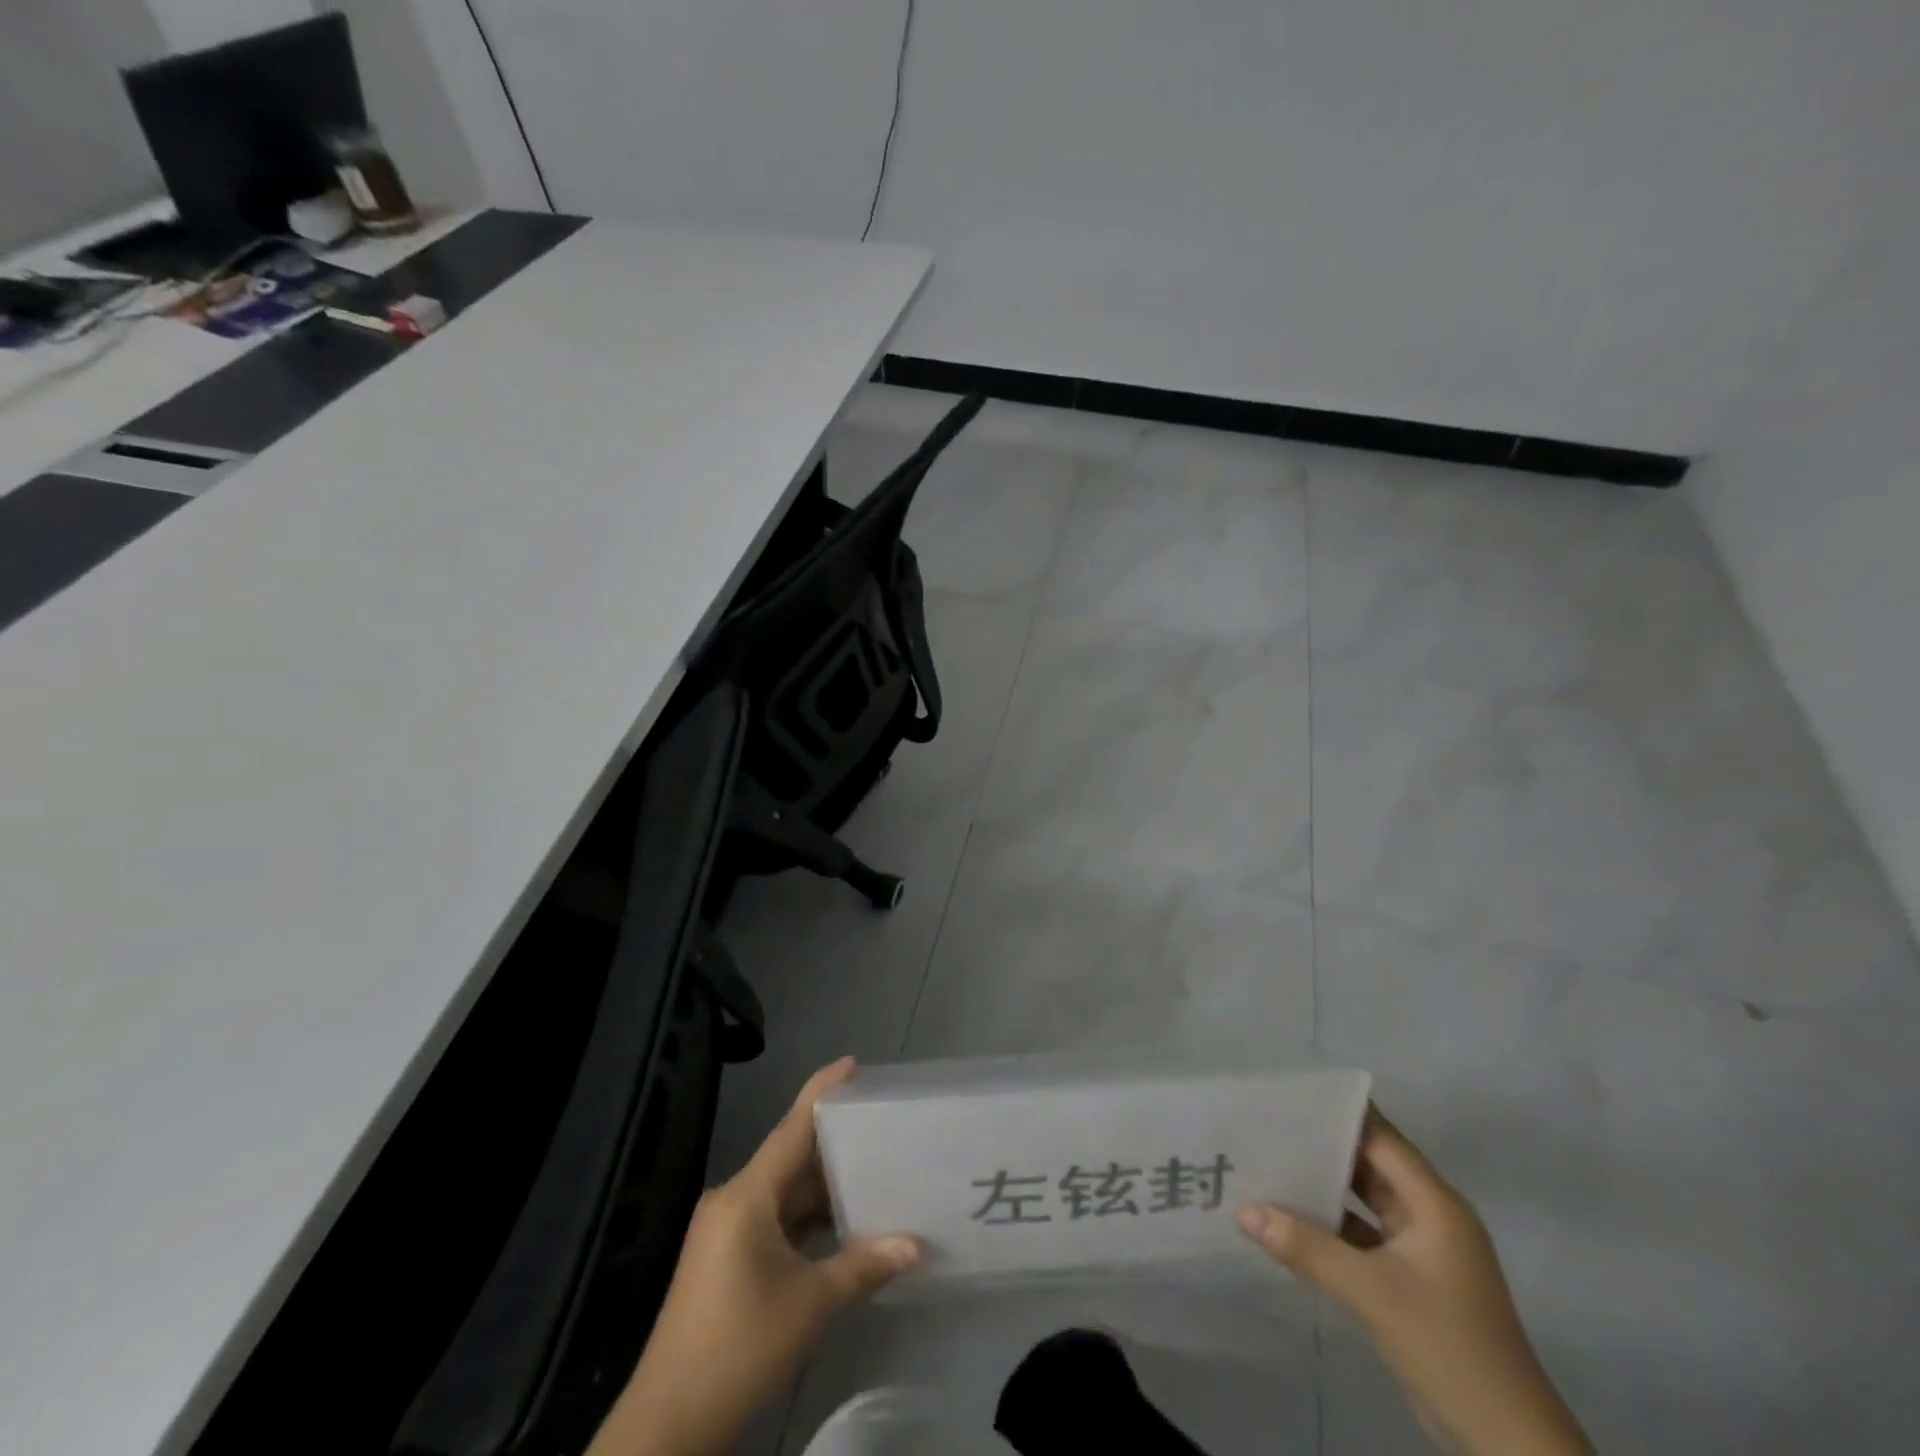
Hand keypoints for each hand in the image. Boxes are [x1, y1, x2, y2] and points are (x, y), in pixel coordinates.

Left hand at [588, 1059, 920, 1455]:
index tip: (852, 1063)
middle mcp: (733, 1201)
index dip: (822, 1092)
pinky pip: (773, 1218)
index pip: (791, 1128)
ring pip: (782, 1191)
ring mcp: (725, 1231)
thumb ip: (864, 1266)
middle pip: (789, 1157)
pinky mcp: (725, 1259)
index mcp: (746, 1196)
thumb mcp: (810, 1305)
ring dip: (822, 1185)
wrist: (668, 1426)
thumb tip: (916, 1246)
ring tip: (872, 1169)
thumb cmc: (739, 1349)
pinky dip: (806, 1216)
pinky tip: (840, 1223)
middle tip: (880, 1123)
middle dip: (833, 1142)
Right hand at [1238, 1108, 1592, 1455]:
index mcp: (1435, 1204)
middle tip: (1265, 1128)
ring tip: (1269, 1165)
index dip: (1337, 1113)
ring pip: (1365, 1202)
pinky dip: (1331, 1227)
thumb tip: (1244, 1211)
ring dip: (1323, 1189)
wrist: (1508, 1445)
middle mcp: (1431, 1216)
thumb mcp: (1371, 1292)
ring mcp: (1423, 1251)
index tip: (1287, 1095)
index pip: (1379, 1138)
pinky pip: (1364, 1236)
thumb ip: (1306, 1247)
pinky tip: (1290, 1220)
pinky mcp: (1412, 1282)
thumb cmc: (1447, 1346)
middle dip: (1321, 1148)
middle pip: (1370, 1165)